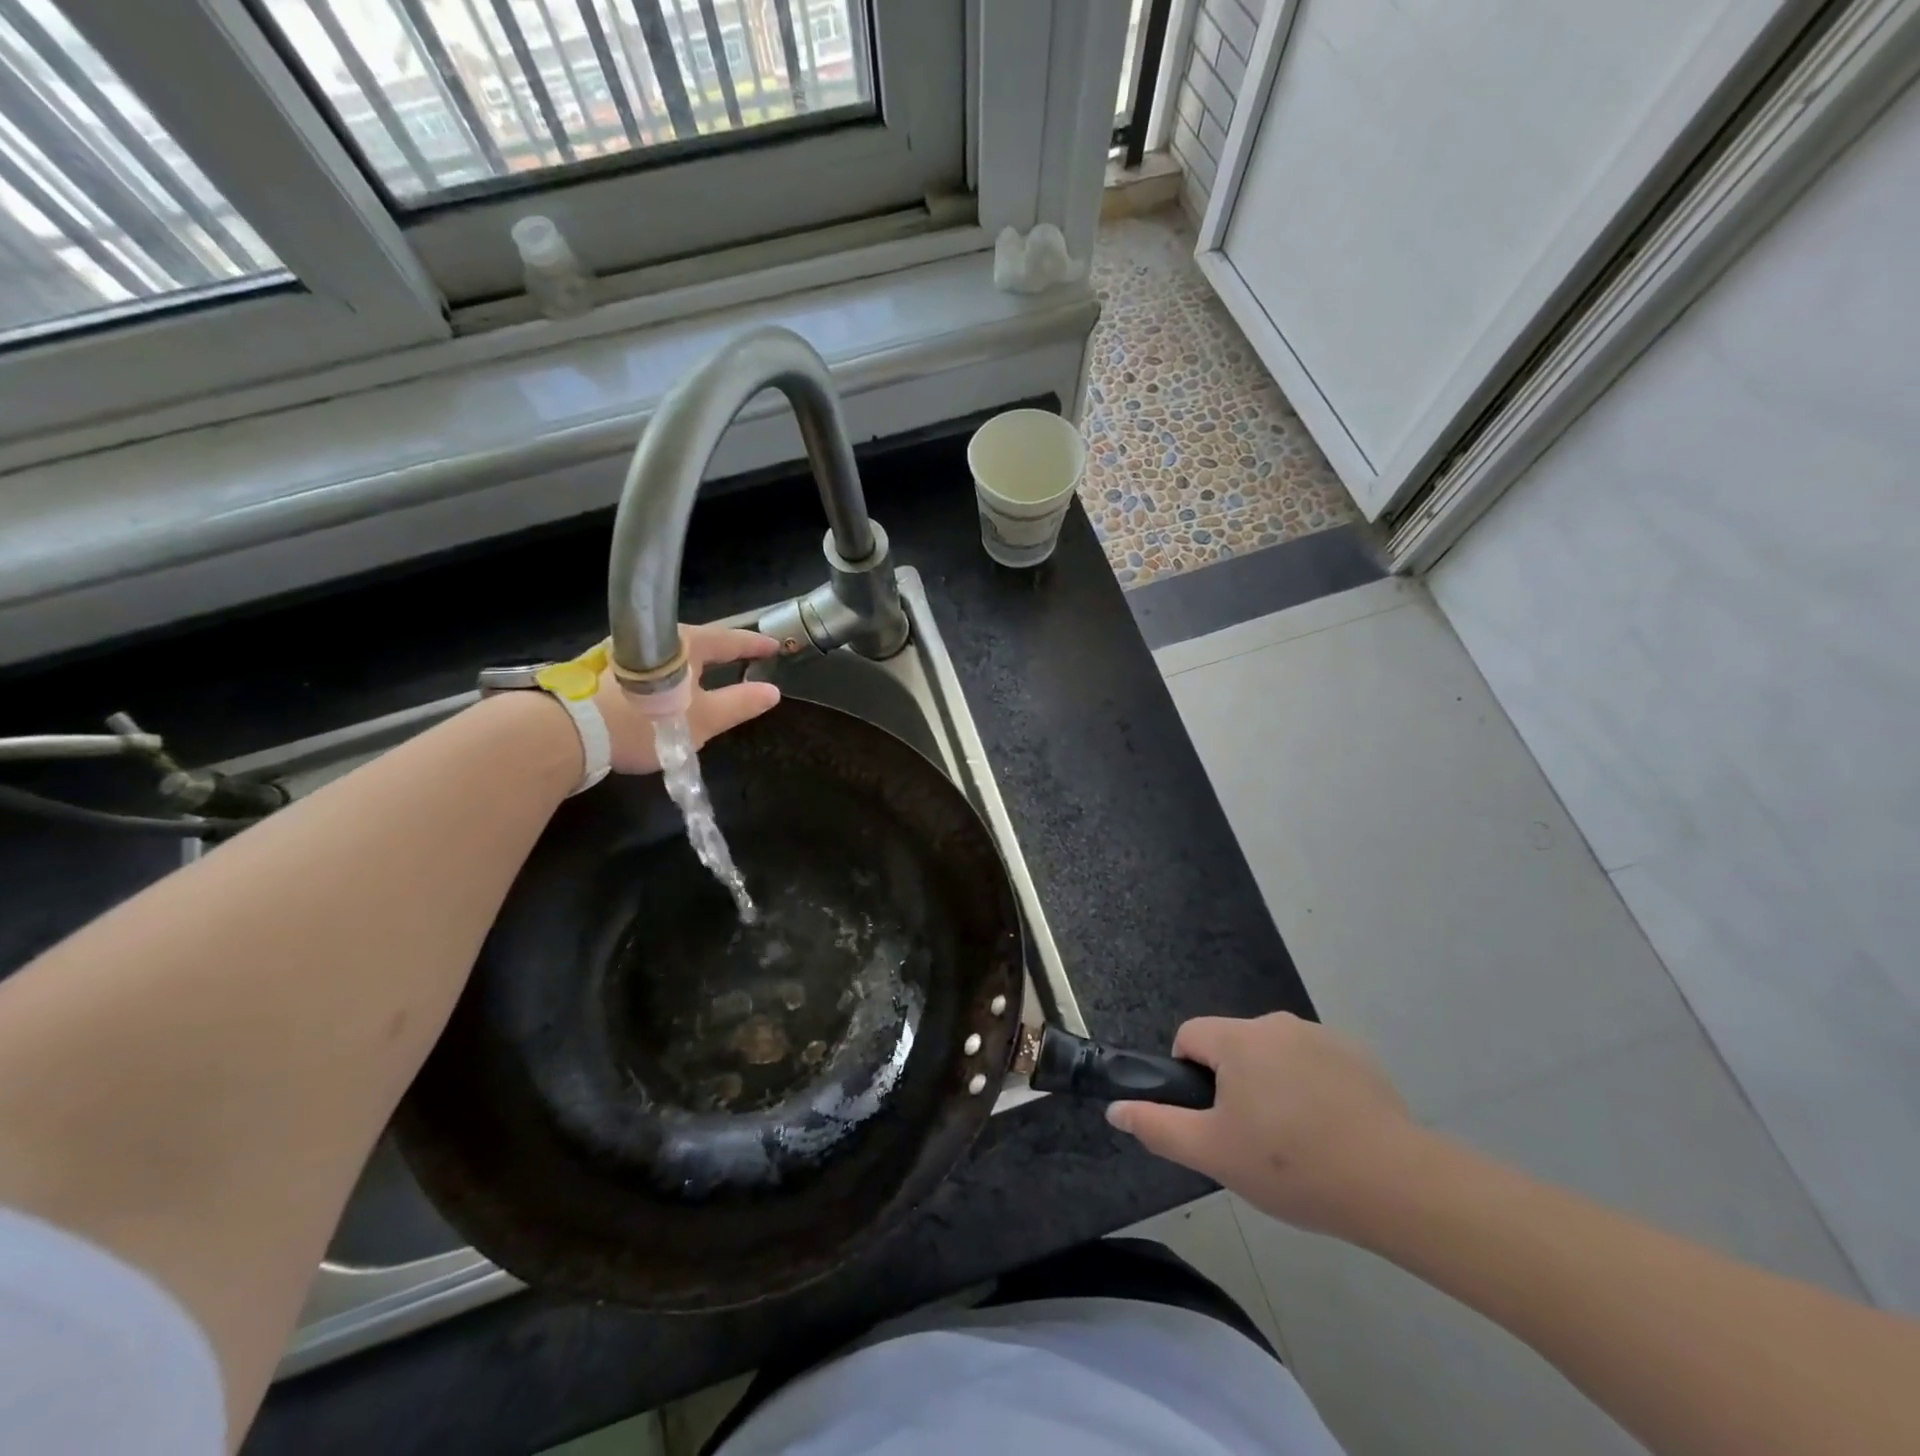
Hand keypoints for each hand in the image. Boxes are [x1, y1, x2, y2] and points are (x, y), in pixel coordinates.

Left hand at [593, 624, 781, 774]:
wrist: (568, 732)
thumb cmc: (644, 723)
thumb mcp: (701, 720)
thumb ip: (739, 704)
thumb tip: (772, 691)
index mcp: (686, 645)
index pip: (730, 639)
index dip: (754, 645)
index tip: (775, 646)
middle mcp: (656, 639)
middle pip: (700, 642)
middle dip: (723, 651)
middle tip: (744, 659)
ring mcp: (626, 651)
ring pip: (673, 654)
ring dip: (694, 664)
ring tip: (709, 675)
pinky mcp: (604, 669)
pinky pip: (652, 666)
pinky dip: (670, 674)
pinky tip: (669, 689)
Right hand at [1107, 1013, 1423, 1237]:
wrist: (1394, 1184)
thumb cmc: (1291, 1165)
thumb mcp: (1213, 1153)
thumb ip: (1158, 1126)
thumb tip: (1114, 1108)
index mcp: (1237, 1038)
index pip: (1190, 1036)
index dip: (1189, 1076)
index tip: (1212, 1119)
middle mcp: (1275, 1023)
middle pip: (1233, 1046)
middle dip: (1233, 1084)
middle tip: (1253, 1139)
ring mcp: (1321, 1035)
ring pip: (1274, 1055)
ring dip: (1272, 1084)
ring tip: (1296, 1142)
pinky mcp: (1357, 1055)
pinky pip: (1314, 1063)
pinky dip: (1311, 1087)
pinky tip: (1331, 1131)